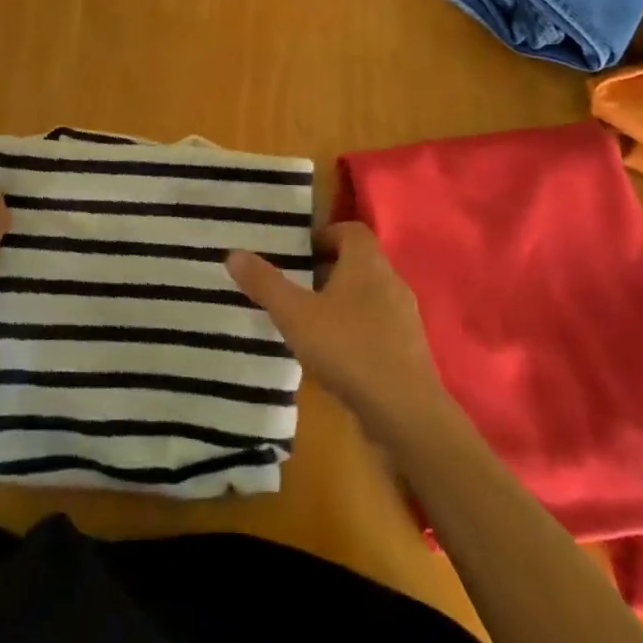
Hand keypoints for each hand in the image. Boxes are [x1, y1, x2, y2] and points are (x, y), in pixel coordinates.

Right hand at [228, 222, 451, 448]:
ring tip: (310, 321)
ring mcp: (405, 317)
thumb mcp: (295, 314)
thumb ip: (265, 283)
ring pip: (369, 295)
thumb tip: (233, 253)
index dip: (325, 235)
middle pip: (359, 262)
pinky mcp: (409, 349)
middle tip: (296, 285)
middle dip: (328, 269)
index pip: (351, 230)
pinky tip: (335, 354)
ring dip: (342, 302)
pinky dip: (357, 329)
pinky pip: (379, 325)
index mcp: (367, 263)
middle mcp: (391, 281)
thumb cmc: (347, 348)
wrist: (405, 412)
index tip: (299, 252)